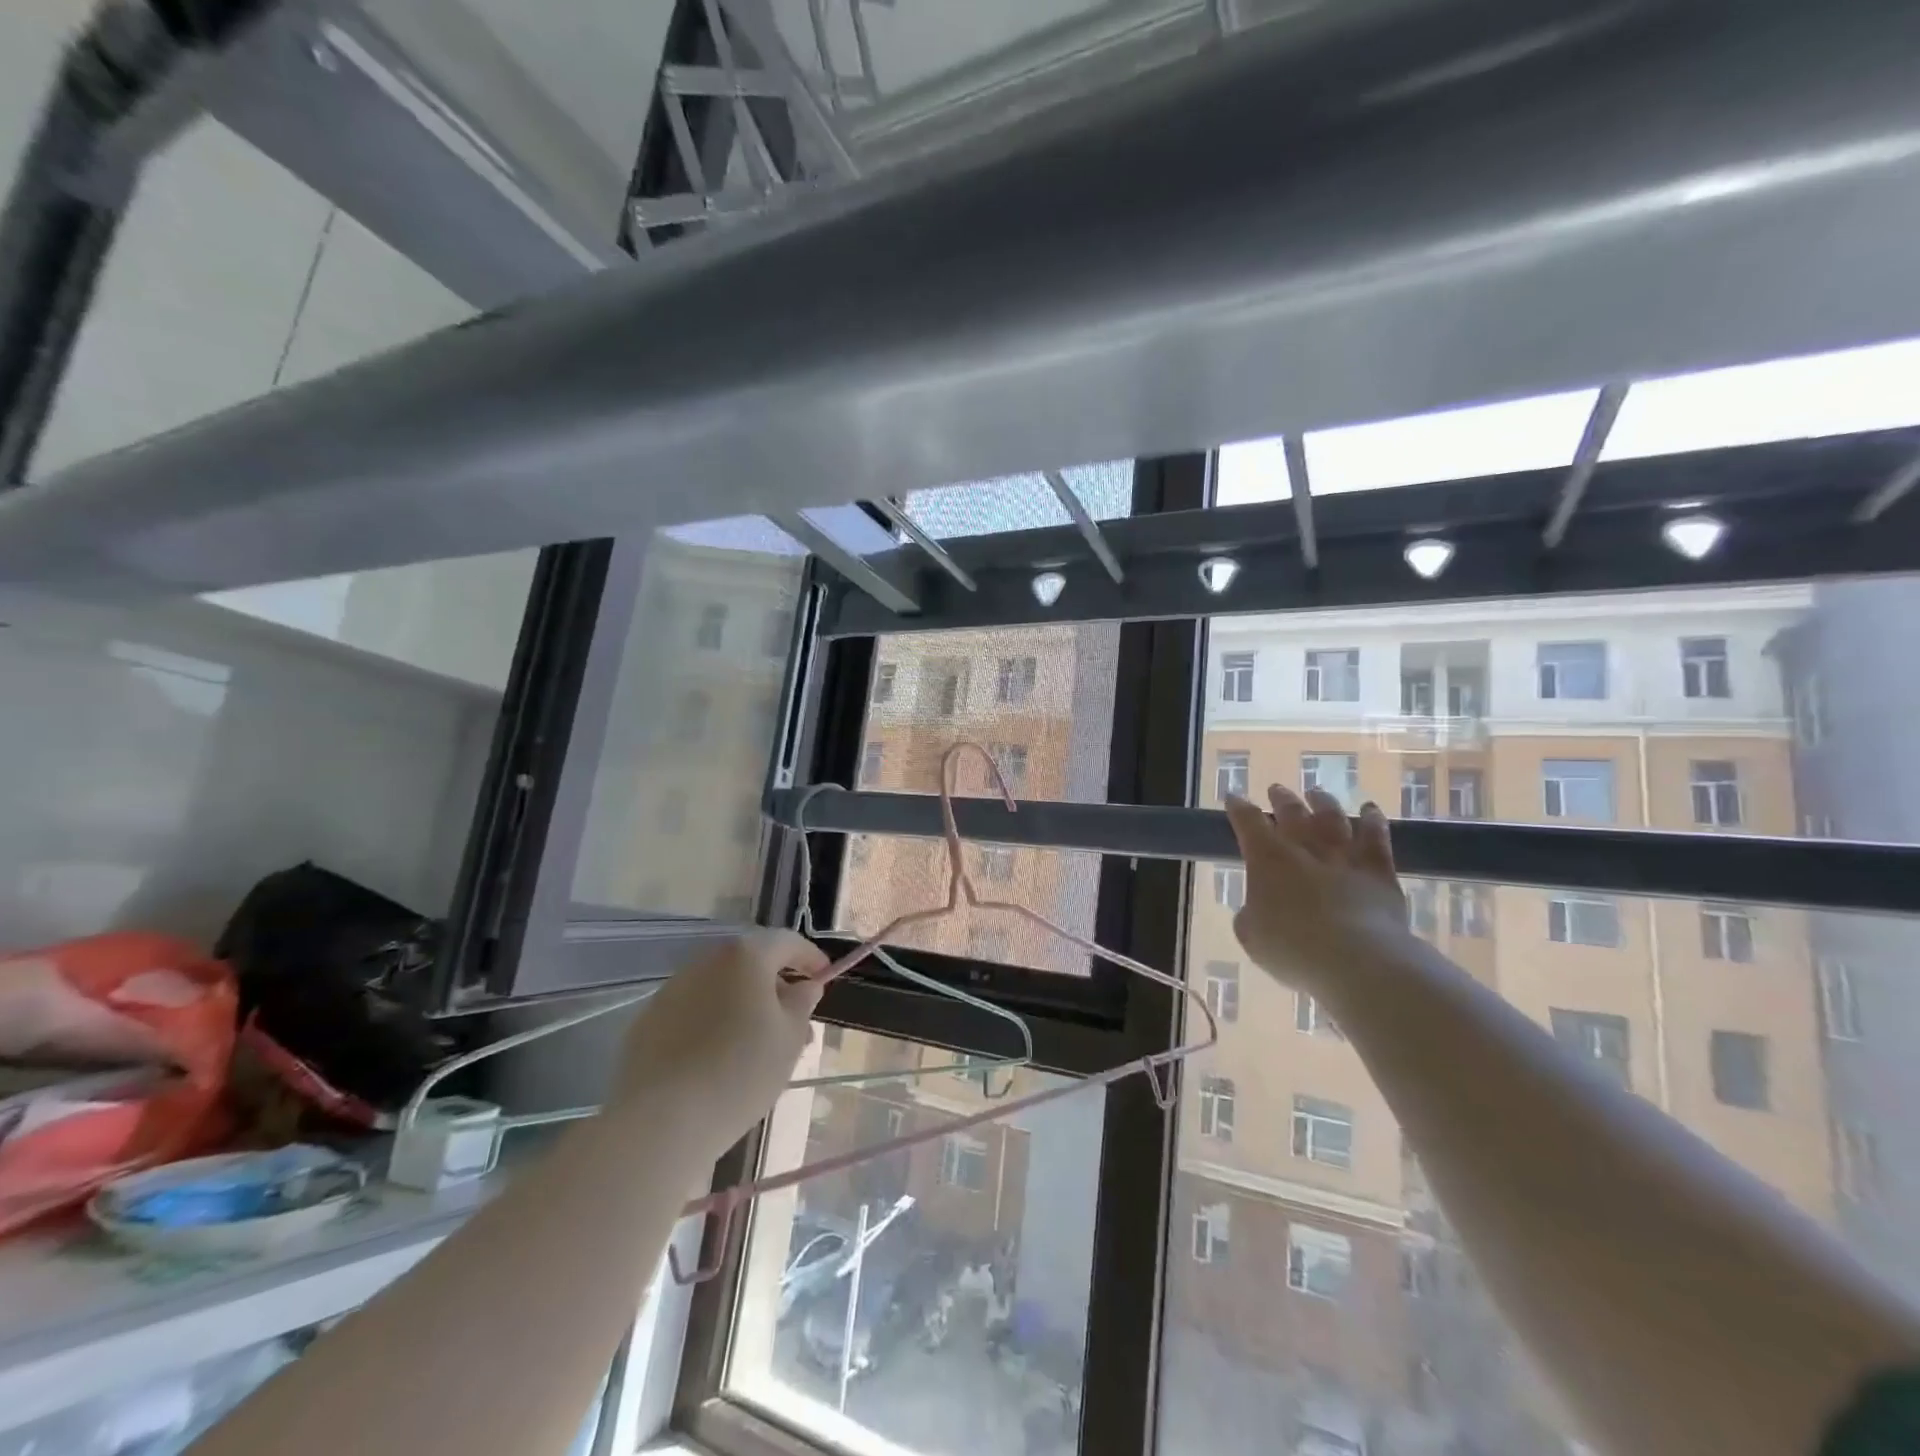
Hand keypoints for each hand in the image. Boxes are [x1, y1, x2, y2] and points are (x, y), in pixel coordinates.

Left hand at [609, 930, 827, 1155]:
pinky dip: (714, 1023)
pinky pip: (694, 1011)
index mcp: (745, 956)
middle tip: (795, 1021)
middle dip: (776, 986)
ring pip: (721, 988)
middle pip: (751, 963)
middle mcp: (706, 961)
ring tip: (759, 1046)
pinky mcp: (648, 1021)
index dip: (810, 957)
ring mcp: (672, 989)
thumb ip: (802, 1003)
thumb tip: (804, 986)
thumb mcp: (790, 1038)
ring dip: (745, 1005)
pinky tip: (720, 1058)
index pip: (787, 942)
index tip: (824, 978)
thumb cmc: (740, 1071)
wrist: (661, 1122)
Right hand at [1223, 786, 1410, 995]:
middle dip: (1281, 799)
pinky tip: (1371, 809)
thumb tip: (1256, 908)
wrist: (1357, 959)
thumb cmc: (1292, 949)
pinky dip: (1373, 820)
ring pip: (1333, 818)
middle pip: (1291, 812)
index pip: (1247, 822)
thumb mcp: (1251, 936)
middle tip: (1276, 789)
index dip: (1238, 808)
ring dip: (1323, 803)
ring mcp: (1344, 856)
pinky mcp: (1378, 871)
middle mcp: (1304, 848)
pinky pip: (1376, 838)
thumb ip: (1251, 915)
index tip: (1234, 796)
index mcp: (1266, 858)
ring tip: (1317, 794)